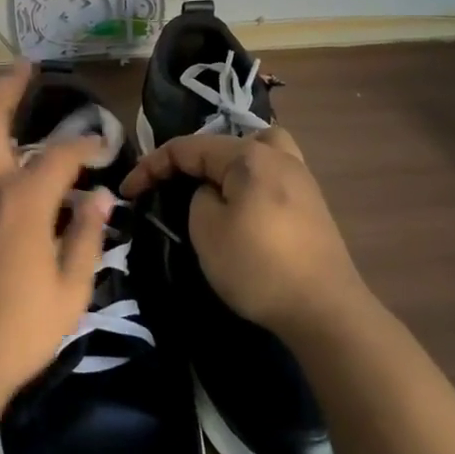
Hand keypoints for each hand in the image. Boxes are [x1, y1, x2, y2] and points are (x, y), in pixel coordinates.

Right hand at [120, 126, 361, 333]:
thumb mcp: (206, 229)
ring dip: (229, 165)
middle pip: (227, 141)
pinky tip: (244, 208)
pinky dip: (251, 182)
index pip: (188, 147)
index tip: (129, 191)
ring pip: (257, 152)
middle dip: (194, 158)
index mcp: (250, 155)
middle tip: (176, 185)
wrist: (326, 312)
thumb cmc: (258, 266)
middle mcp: (279, 157)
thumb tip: (213, 193)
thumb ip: (199, 197)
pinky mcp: (312, 207)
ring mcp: (302, 180)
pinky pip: (272, 176)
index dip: (152, 165)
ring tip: (214, 189)